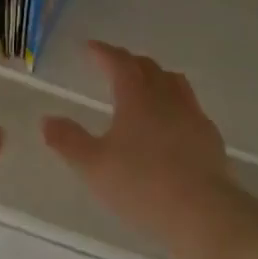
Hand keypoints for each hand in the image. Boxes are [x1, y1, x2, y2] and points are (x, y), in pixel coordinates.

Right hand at [42, 42, 237, 258]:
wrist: (201, 211)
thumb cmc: (141, 184)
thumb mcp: (93, 166)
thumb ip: (68, 141)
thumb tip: (47, 120)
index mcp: (137, 98)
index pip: (119, 63)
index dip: (103, 53)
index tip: (90, 47)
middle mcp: (167, 98)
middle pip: (149, 68)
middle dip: (129, 62)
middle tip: (115, 65)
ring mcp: (193, 116)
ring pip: (175, 84)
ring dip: (156, 78)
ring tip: (146, 86)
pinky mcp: (210, 138)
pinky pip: (190, 108)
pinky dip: (175, 104)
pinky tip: (171, 123)